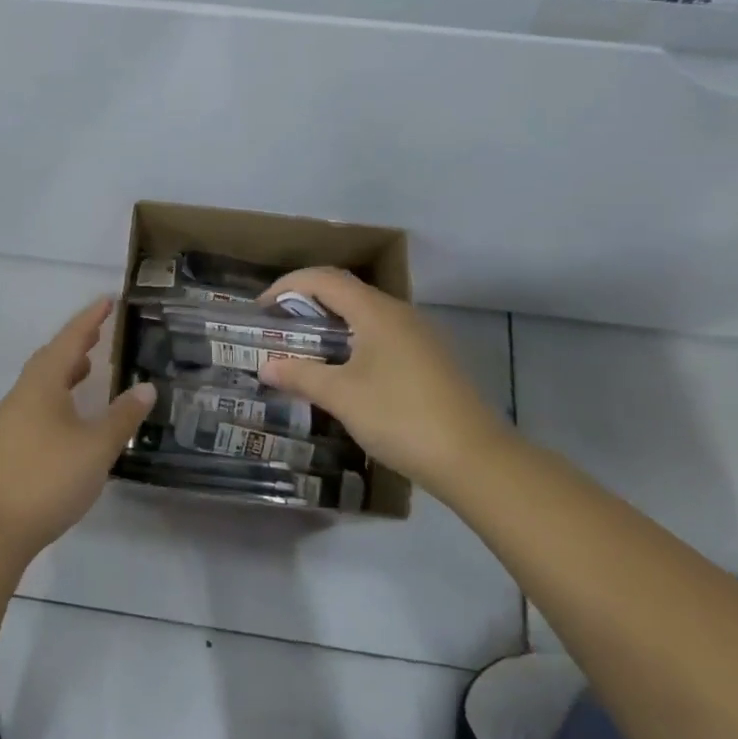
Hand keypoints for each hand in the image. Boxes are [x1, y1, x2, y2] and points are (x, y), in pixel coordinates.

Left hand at [0, 298, 154, 559]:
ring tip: (88, 368)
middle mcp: (23, 394)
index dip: (89, 320)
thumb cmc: (48, 478)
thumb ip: (122, 417)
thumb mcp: (96, 448)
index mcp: (42, 384)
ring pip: (41, 382)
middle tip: (99, 333)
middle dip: (75, 343)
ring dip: (64, 370)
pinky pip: (36, 403)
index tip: (107, 301)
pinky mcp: (8, 443)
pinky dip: (57, 395)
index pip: (69, 340)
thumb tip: (145, 388)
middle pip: (50, 357)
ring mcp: (11, 419)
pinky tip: (70, 416)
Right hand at [257, 269, 509, 490]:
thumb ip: (300, 375)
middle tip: (278, 327)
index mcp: (377, 312)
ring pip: (366, 314)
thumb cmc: (401, 418)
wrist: (475, 459)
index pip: (324, 279)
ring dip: (331, 323)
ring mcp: (420, 336)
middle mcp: (400, 314)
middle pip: (346, 291)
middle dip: (307, 303)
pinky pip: (382, 335)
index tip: (262, 308)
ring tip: (304, 348)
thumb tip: (266, 366)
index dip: (288, 286)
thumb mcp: (342, 397)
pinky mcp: (431, 360)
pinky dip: (354, 341)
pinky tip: (344, 371)